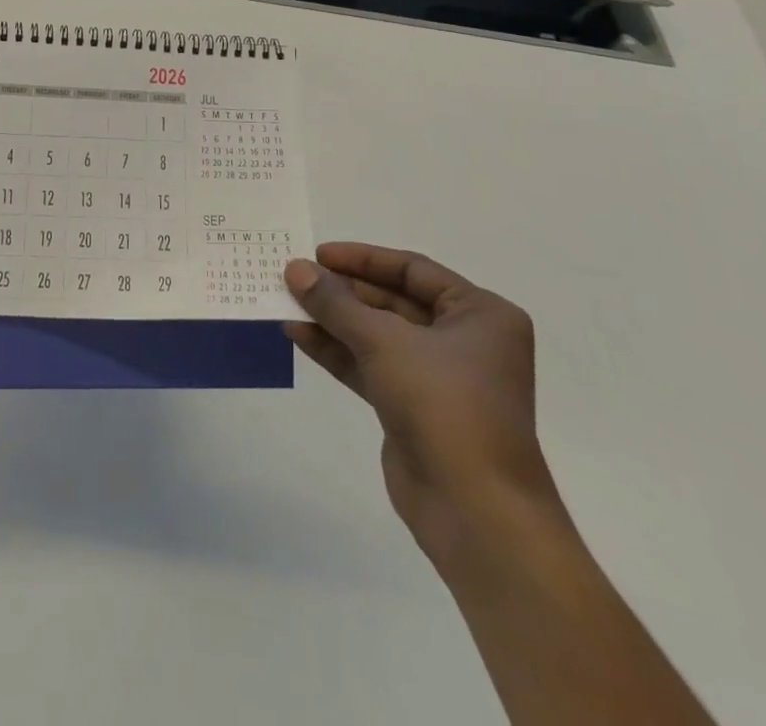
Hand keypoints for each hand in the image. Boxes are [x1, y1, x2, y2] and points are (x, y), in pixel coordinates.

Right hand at [284, 244, 559, 562]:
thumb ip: (336, 303)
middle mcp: (464, 341)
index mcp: (480, 315)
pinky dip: (336, 350)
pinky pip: (369, 365)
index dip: (362, 259)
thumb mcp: (384, 341)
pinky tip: (297, 335)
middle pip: (392, 301)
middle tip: (294, 278)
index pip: (413, 270)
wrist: (475, 511)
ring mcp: (438, 377)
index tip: (317, 254)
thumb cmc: (443, 405)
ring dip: (332, 319)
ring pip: (376, 334)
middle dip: (342, 291)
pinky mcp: (413, 407)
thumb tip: (295, 268)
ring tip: (286, 302)